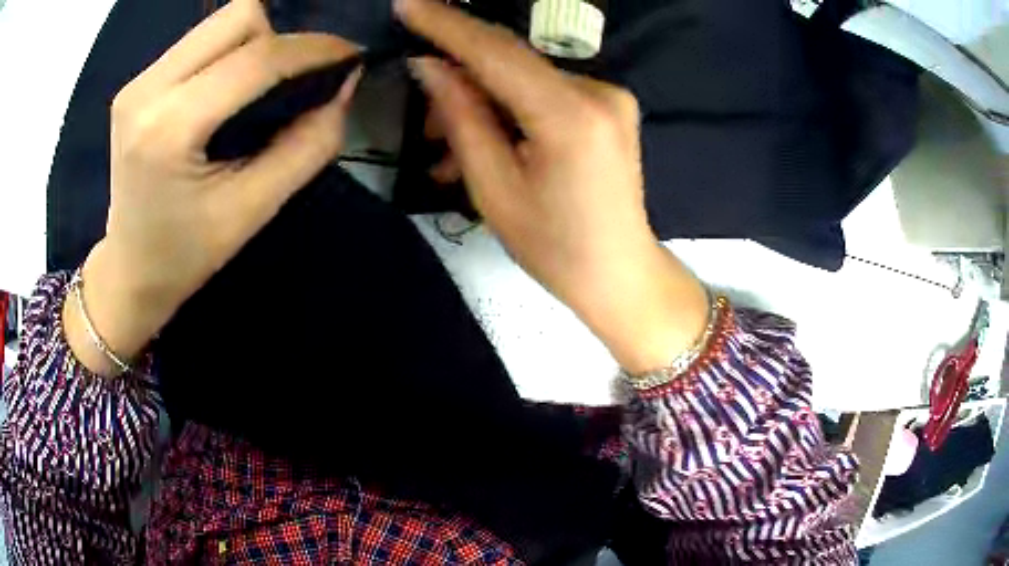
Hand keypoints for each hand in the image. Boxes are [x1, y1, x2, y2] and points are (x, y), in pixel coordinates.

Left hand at [64, 0, 360, 375]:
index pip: (256, 59)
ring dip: (252, 42)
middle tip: (286, 82)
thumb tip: (346, 85)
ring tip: (254, 88)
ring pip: (219, 21)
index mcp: (168, 130)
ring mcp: (137, 82)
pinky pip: (199, 40)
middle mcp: (146, 90)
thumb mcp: (253, 211)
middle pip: (237, 16)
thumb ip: (308, 146)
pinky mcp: (136, 83)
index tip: (351, 56)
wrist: (130, 270)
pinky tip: (224, 92)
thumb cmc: (186, 254)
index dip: (313, 49)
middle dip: (276, 39)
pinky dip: (227, 53)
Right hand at [397, 0, 708, 372]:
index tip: (407, 4)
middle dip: (459, 71)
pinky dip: (510, 105)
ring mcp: (610, 96)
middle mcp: (599, 92)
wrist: (619, 273)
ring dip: (482, 95)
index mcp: (570, 116)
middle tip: (420, 100)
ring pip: (526, 76)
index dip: (446, 25)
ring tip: (446, 135)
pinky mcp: (610, 105)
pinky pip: (545, 91)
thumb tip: (430, 66)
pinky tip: (488, 134)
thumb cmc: (554, 248)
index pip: (496, 51)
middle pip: (512, 60)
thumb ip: (462, 118)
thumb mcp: (494, 189)